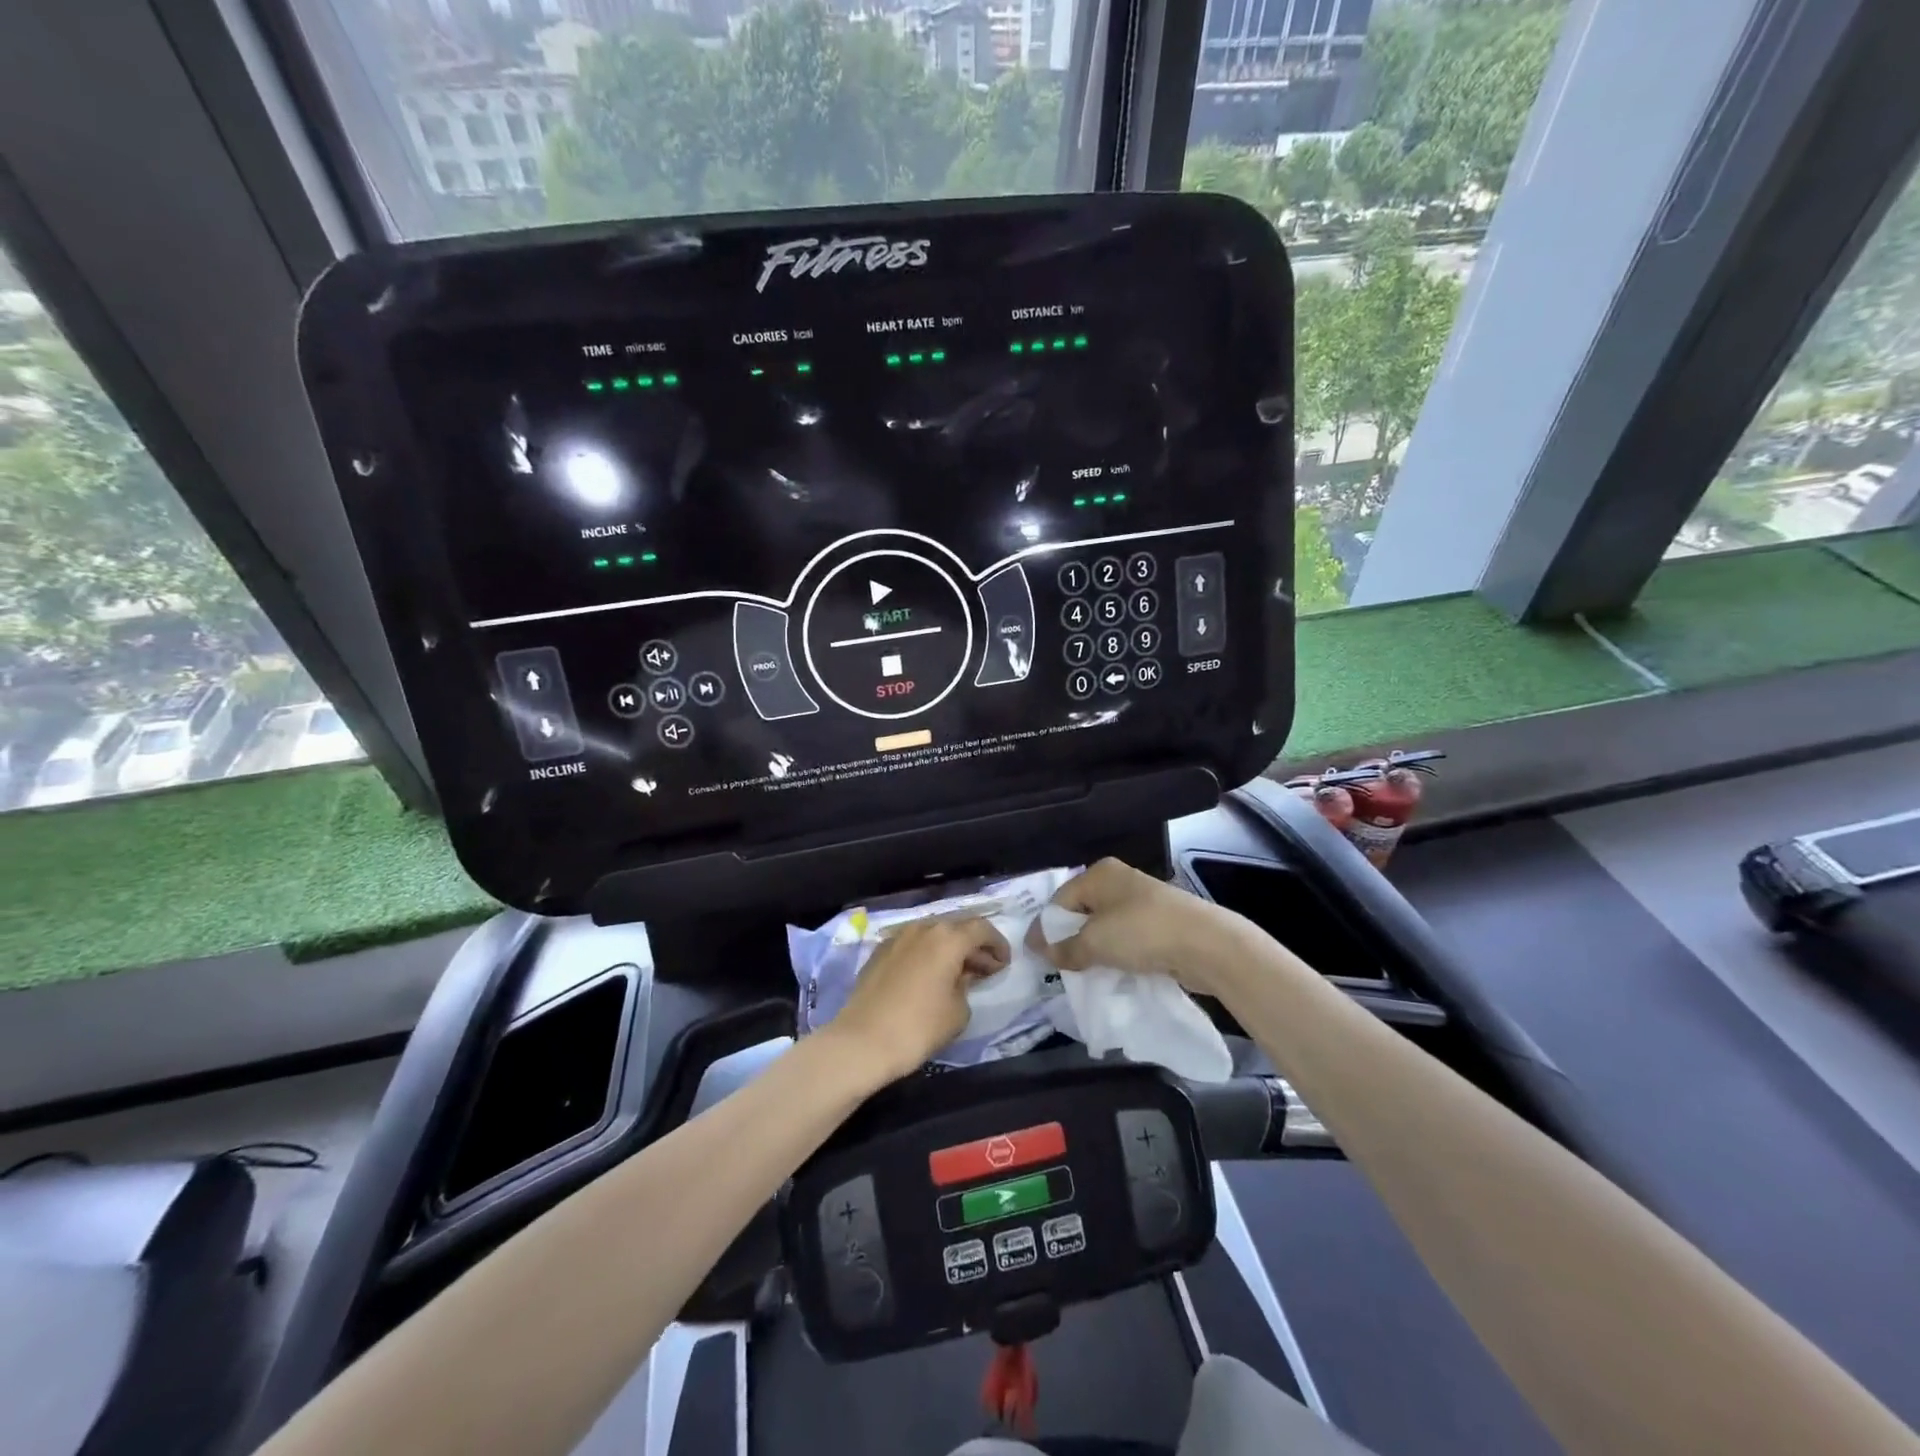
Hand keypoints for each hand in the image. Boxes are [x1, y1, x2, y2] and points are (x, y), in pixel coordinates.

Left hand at [826, 916, 1009, 1085]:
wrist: (861, 1041)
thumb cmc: (918, 1027)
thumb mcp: (958, 1011)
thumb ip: (967, 986)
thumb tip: (960, 978)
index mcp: (947, 938)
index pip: (981, 929)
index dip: (998, 944)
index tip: (1004, 963)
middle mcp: (922, 928)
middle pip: (956, 927)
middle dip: (974, 945)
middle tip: (986, 968)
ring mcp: (897, 937)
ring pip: (932, 934)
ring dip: (950, 949)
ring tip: (959, 973)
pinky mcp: (879, 951)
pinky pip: (913, 945)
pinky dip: (927, 954)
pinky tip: (930, 976)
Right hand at [1028, 858, 1245, 997]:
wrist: (1205, 944)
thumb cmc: (1141, 932)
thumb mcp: (1094, 942)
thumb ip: (1063, 948)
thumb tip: (1040, 950)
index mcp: (1099, 874)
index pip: (1059, 900)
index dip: (1046, 929)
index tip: (1037, 958)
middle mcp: (1118, 881)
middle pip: (1082, 912)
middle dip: (1070, 940)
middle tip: (1059, 968)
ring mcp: (1141, 901)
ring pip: (1105, 927)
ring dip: (1094, 950)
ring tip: (1085, 974)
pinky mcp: (1159, 923)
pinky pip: (1126, 939)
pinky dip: (1117, 955)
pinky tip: (1113, 973)